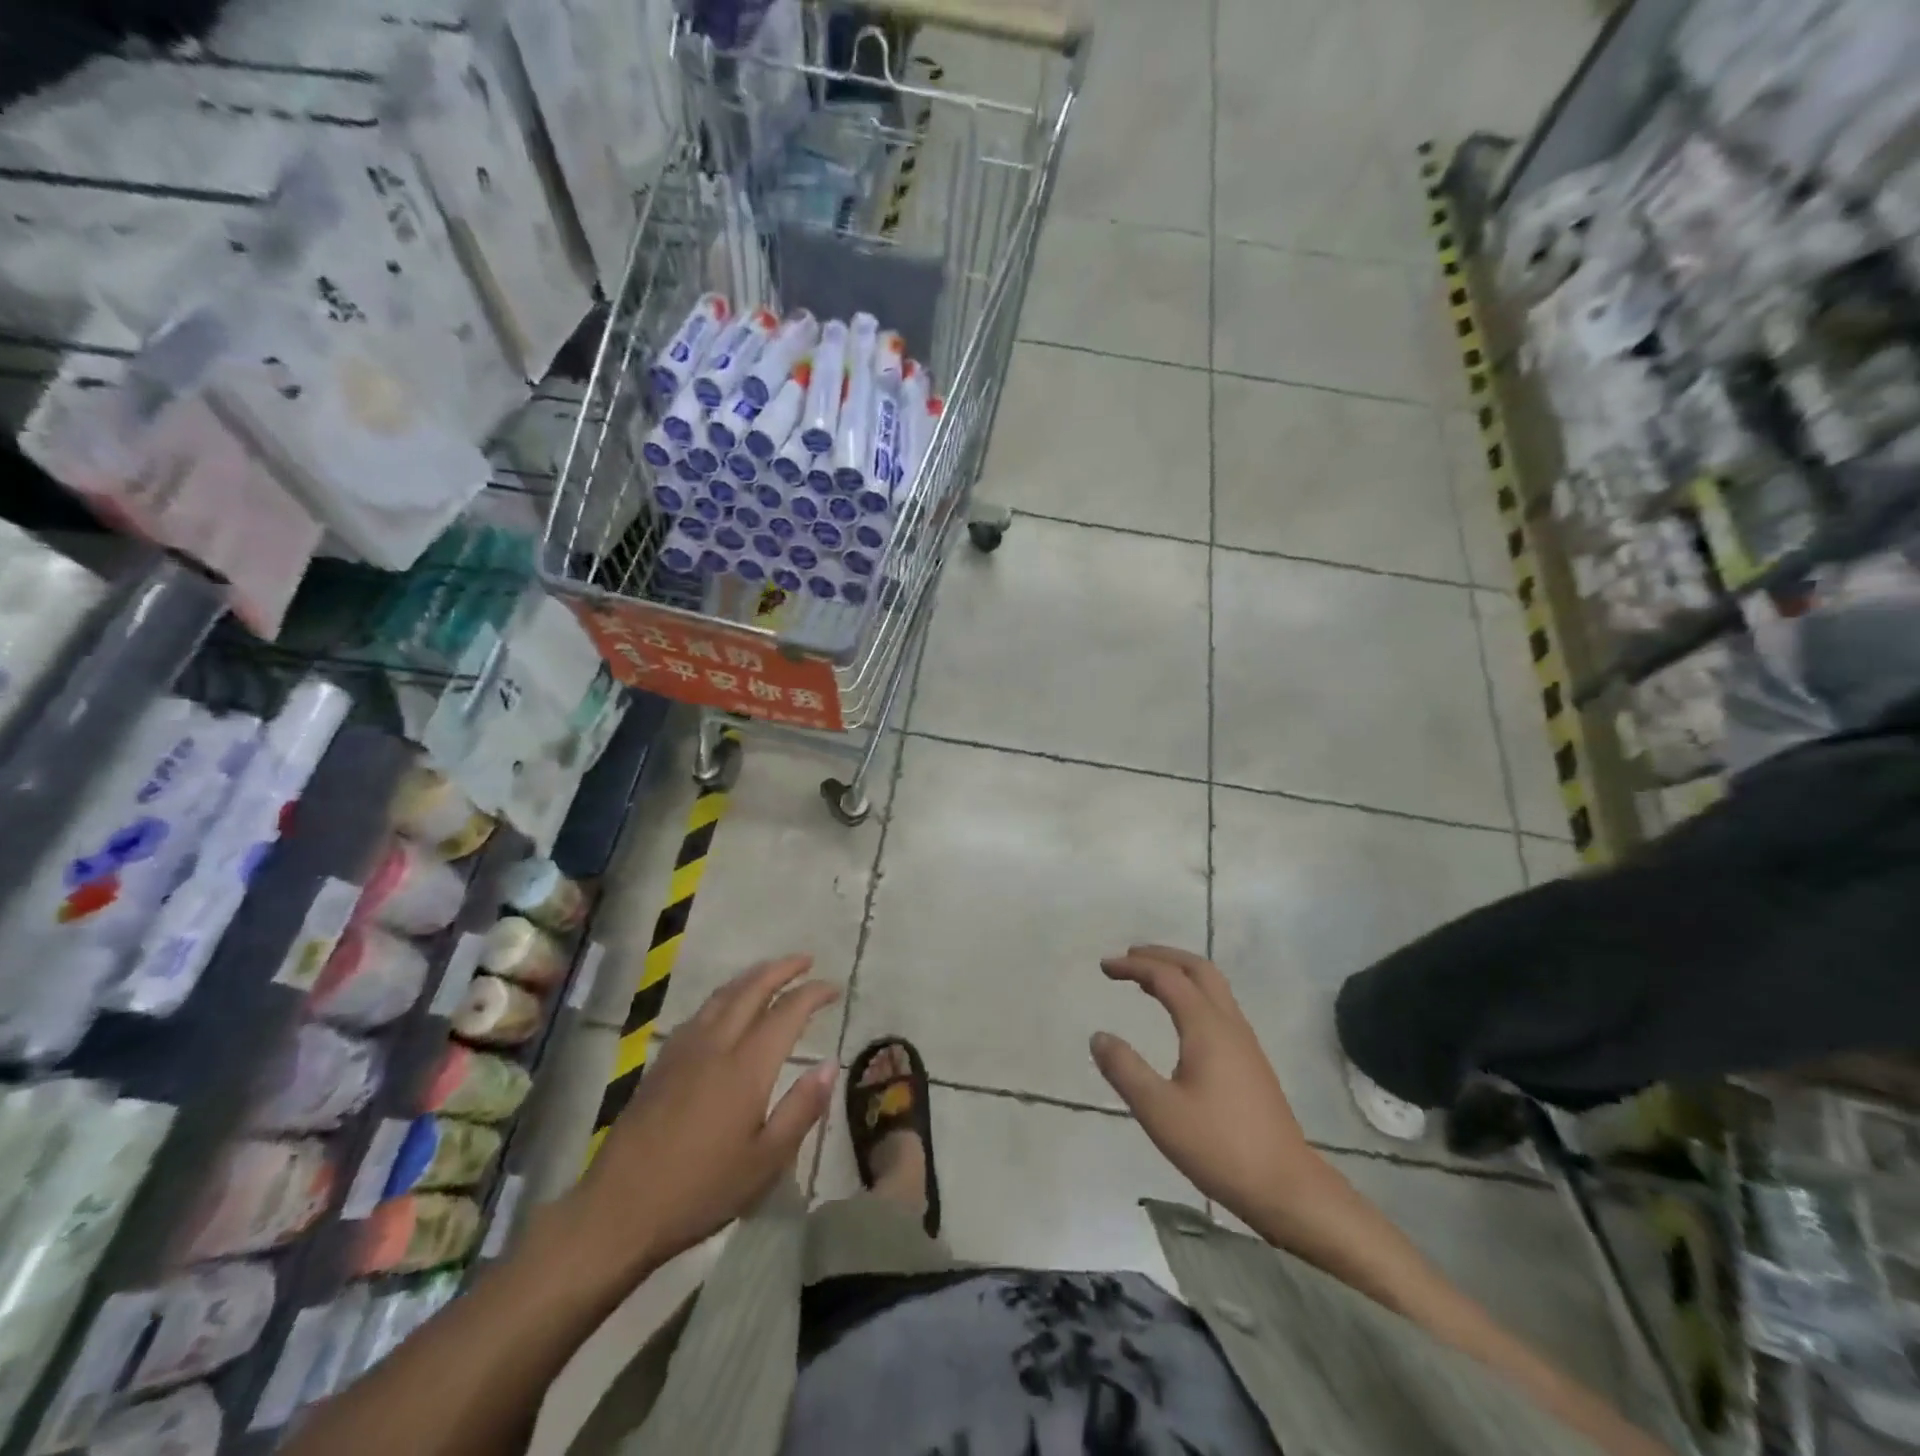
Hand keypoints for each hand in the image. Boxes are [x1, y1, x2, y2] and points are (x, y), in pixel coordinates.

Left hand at [563, 955, 838, 1279]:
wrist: (618, 1210)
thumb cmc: (700, 1191)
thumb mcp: (765, 1162)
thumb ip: (801, 1109)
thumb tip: (829, 1064)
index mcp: (746, 1066)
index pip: (787, 1012)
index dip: (813, 993)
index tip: (834, 987)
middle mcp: (716, 1045)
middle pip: (752, 989)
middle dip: (782, 969)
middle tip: (806, 960)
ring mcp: (684, 1051)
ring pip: (723, 995)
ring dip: (752, 977)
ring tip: (771, 972)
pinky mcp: (662, 1063)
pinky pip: (701, 1012)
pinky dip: (725, 996)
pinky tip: (726, 1007)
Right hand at [1091, 945, 1344, 1244]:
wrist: (1287, 1187)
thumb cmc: (1219, 1147)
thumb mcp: (1159, 1111)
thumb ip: (1125, 1070)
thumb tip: (1098, 1036)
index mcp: (1206, 1027)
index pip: (1166, 977)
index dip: (1133, 966)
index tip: (1104, 967)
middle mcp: (1228, 1023)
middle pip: (1197, 968)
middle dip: (1162, 956)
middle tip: (1129, 958)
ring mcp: (1245, 1042)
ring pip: (1213, 986)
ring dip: (1179, 973)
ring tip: (1148, 981)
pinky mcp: (1251, 1061)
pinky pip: (1218, 1006)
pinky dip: (1192, 993)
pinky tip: (1179, 1018)